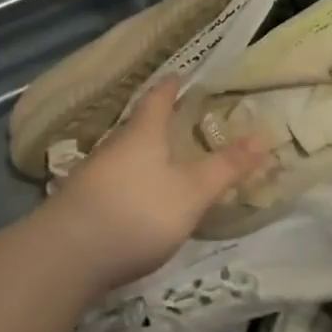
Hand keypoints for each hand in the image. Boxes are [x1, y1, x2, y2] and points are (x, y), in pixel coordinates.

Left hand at [39, 81, 267, 294]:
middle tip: (183, 120)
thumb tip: (264, 136)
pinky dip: (131, 180)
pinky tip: (138, 198)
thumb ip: (226, 166)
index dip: (172, 85)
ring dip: (144, 153)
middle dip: (160, 121)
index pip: (158, 97)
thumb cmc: (137, 211)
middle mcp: (115, 145)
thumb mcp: (192, 191)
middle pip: (139, 125)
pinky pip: (114, 180)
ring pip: (125, 153)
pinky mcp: (81, 204)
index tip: (182, 75)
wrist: (66, 256)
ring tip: (165, 160)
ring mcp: (93, 175)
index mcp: (143, 132)